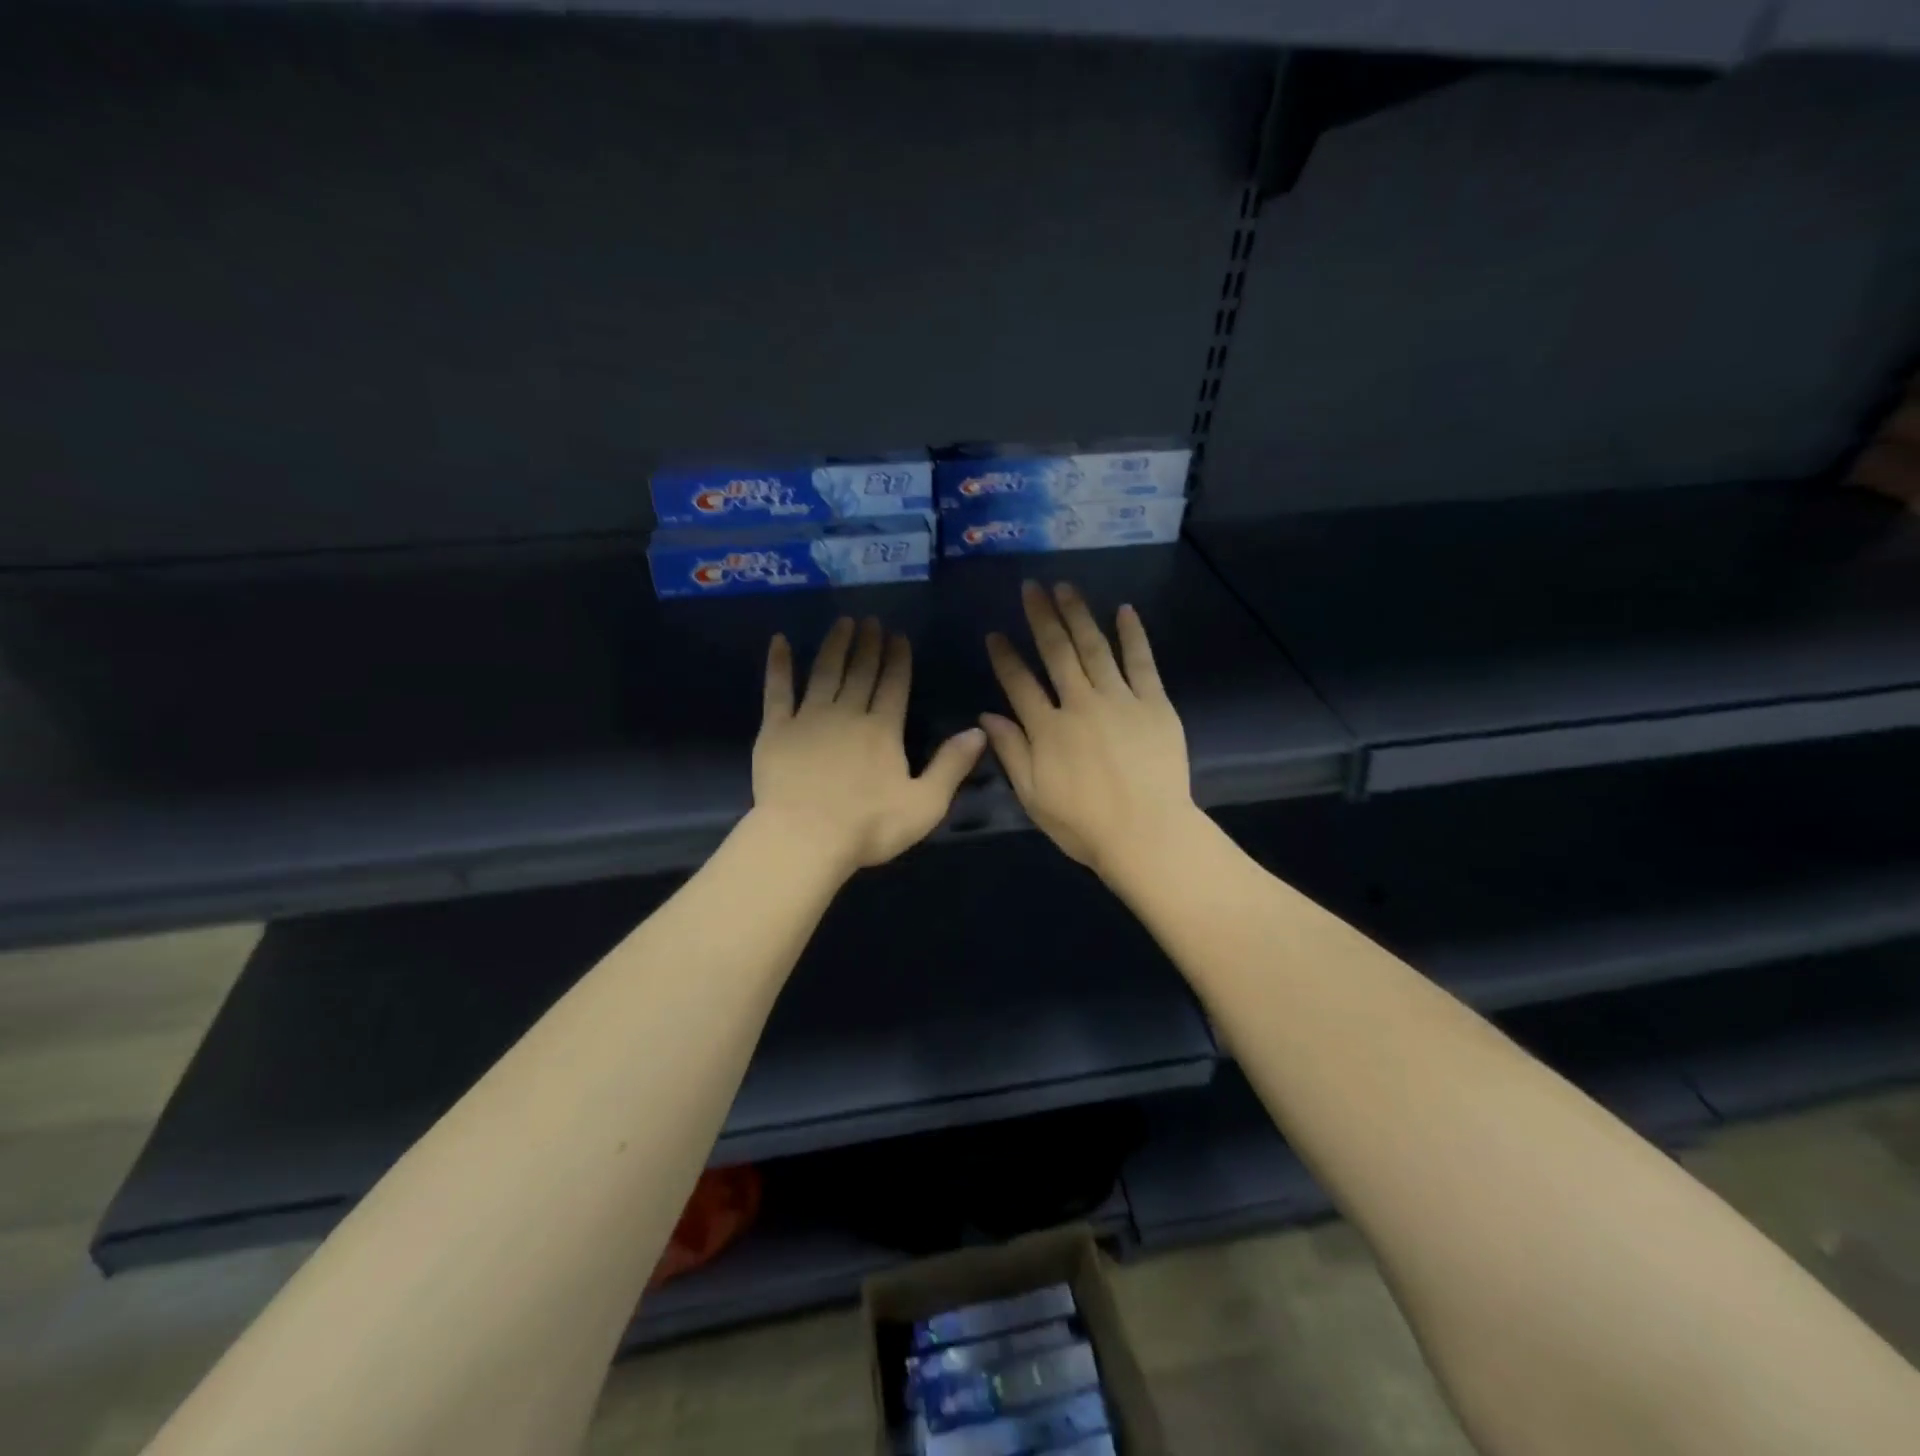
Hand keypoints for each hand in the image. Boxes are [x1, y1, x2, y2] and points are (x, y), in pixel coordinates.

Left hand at [753, 616, 985, 876]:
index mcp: (883, 730)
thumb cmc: (869, 827)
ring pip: (825, 672)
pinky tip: (779, 642)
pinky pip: (778, 690)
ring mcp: (809, 718)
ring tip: (843, 622)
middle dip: (869, 644)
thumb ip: (952, 766)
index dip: (898, 659)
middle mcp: (848, 713)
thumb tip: (980, 731)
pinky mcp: (776, 729)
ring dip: (835, 645)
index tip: (898, 635)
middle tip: (871, 620)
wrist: (805, 838)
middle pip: (861, 671)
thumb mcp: (925, 804)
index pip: (894, 684)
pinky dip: (779, 665)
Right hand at [980, 581, 1196, 880]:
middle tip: (1031, 587)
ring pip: (1095, 648)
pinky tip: (1124, 610)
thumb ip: (1011, 752)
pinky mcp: (1154, 704)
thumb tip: (986, 717)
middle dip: (1041, 618)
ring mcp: (1119, 700)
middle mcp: (1080, 704)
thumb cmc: (1084, 824)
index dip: (1004, 657)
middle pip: (1057, 653)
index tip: (994, 633)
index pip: (1019, 683)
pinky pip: (1142, 662)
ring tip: (1066, 587)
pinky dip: (1133, 635)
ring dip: (1079, 615)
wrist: (1148, 833)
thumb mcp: (1033, 796)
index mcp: (1047, 729)